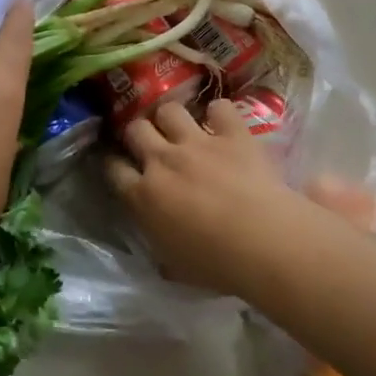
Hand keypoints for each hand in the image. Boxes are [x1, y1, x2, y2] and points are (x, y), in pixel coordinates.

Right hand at [105, 99, 316, 295]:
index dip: (113, 163)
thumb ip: (159, 245)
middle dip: (138, 132)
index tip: (120, 165)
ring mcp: (197, 143)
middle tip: (150, 143)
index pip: (113, 168)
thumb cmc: (217, 265)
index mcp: (143, 196)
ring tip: (181, 128)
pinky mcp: (232, 134)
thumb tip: (157, 243)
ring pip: (169, 110)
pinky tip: (223, 124)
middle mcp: (163, 161)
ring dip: (171, 118)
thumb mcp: (175, 267)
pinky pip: (219, 108)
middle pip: (135, 129)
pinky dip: (219, 114)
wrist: (263, 242)